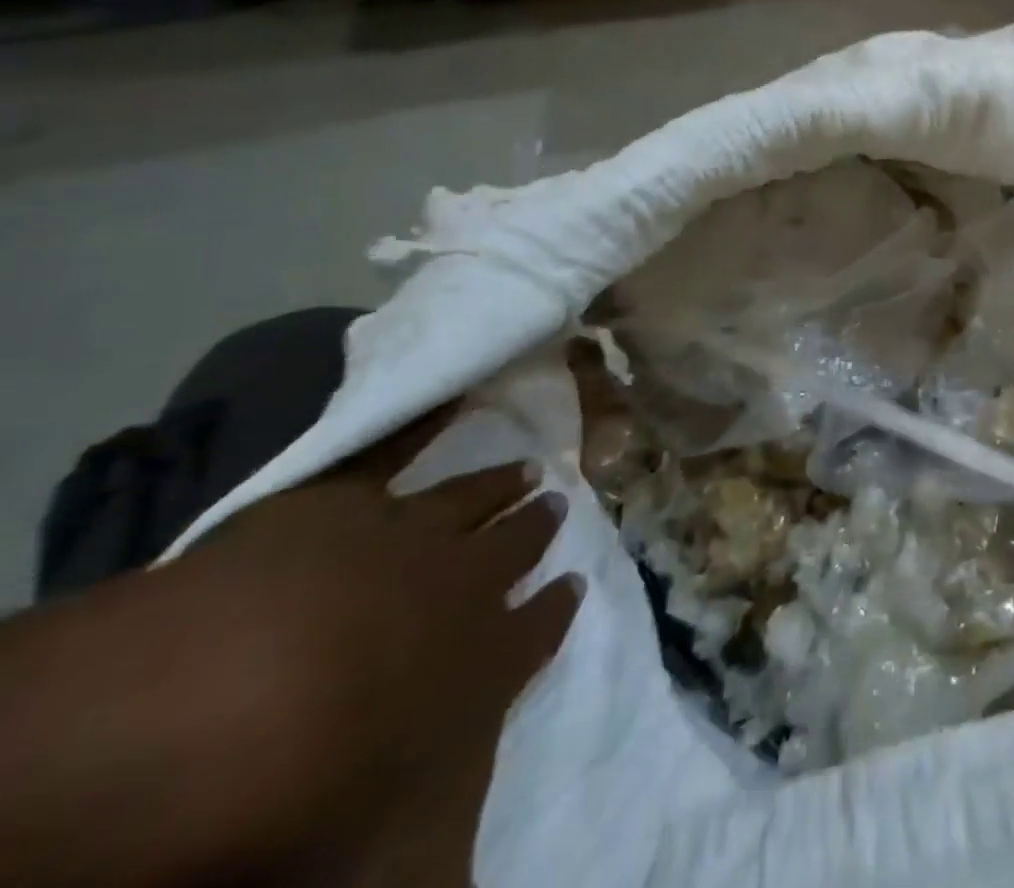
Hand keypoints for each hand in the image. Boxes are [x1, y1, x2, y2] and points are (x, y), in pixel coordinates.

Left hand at [0, 409, 580, 887]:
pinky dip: (425, 425)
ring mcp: (406, 537)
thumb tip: (463, 861)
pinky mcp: (344, 504)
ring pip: (472, 500)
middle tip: (559, 505)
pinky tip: (456, 400)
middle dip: (536, 532)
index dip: (557, 610)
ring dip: (501, 486)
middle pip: (511, 553)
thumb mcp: (375, 839)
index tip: (576, 585)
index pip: (537, 631)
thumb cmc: (295, 791)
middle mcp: (460, 588)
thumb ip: (432, 819)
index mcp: (476, 664)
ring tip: (527, 471)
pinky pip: (393, 452)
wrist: (209, 704)